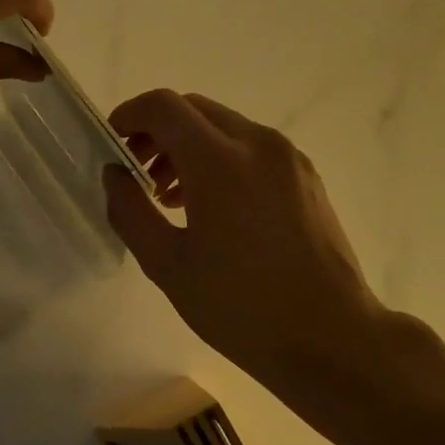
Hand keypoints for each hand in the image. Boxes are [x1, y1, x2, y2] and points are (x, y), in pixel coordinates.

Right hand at [104, 90, 407, 406]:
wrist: (332, 338)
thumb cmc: (241, 306)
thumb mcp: (168, 265)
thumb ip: (131, 211)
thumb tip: (115, 175)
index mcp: (220, 161)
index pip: (164, 106)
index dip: (129, 115)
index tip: (112, 143)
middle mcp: (258, 144)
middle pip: (195, 109)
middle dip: (158, 131)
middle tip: (137, 174)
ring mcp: (289, 158)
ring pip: (225, 127)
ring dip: (189, 146)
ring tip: (170, 197)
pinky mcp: (307, 177)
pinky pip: (252, 149)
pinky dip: (221, 159)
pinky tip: (212, 207)